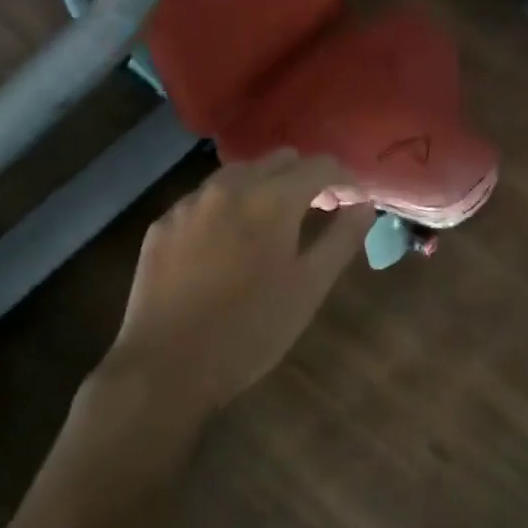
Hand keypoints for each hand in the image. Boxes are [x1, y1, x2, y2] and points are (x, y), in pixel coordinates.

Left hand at [92, 151, 376, 419]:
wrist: (164, 368)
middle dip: (306, 178)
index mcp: (272, 198)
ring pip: (240, 173)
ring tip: (275, 224)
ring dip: (267, 186)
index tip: (354, 203)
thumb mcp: (309, 287)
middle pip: (280, 160)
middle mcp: (230, 186)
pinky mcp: (163, 223)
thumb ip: (342, 238)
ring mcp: (190, 202)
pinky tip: (229, 243)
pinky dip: (229, 206)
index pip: (321, 165)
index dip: (345, 180)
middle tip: (319, 211)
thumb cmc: (250, 329)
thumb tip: (364, 205)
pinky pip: (206, 197)